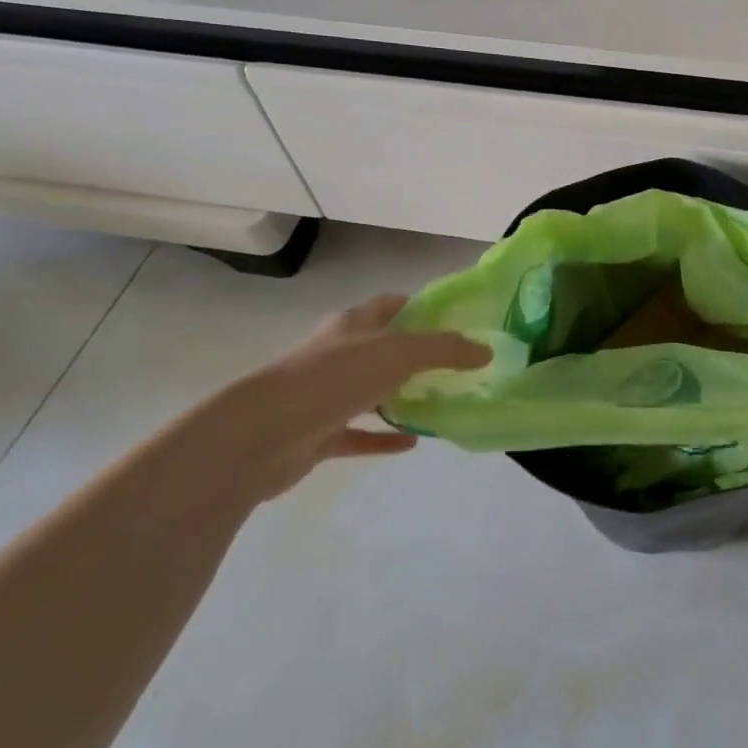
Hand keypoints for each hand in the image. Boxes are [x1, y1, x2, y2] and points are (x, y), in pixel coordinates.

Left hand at [194, 295, 489, 500]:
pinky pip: (359, 433)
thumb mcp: (400, 353)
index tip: (458, 319)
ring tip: (441, 401)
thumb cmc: (333, 378)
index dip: (422, 307)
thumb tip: (486, 351)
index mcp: (353, 325)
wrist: (262, 434)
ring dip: (401, 395)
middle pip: (383, 347)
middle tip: (458, 365)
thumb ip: (446, 350)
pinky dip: (384, 437)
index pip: (392, 305)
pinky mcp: (317, 434)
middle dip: (417, 354)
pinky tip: (413, 442)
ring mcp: (325, 395)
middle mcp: (338, 354)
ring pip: (371, 391)